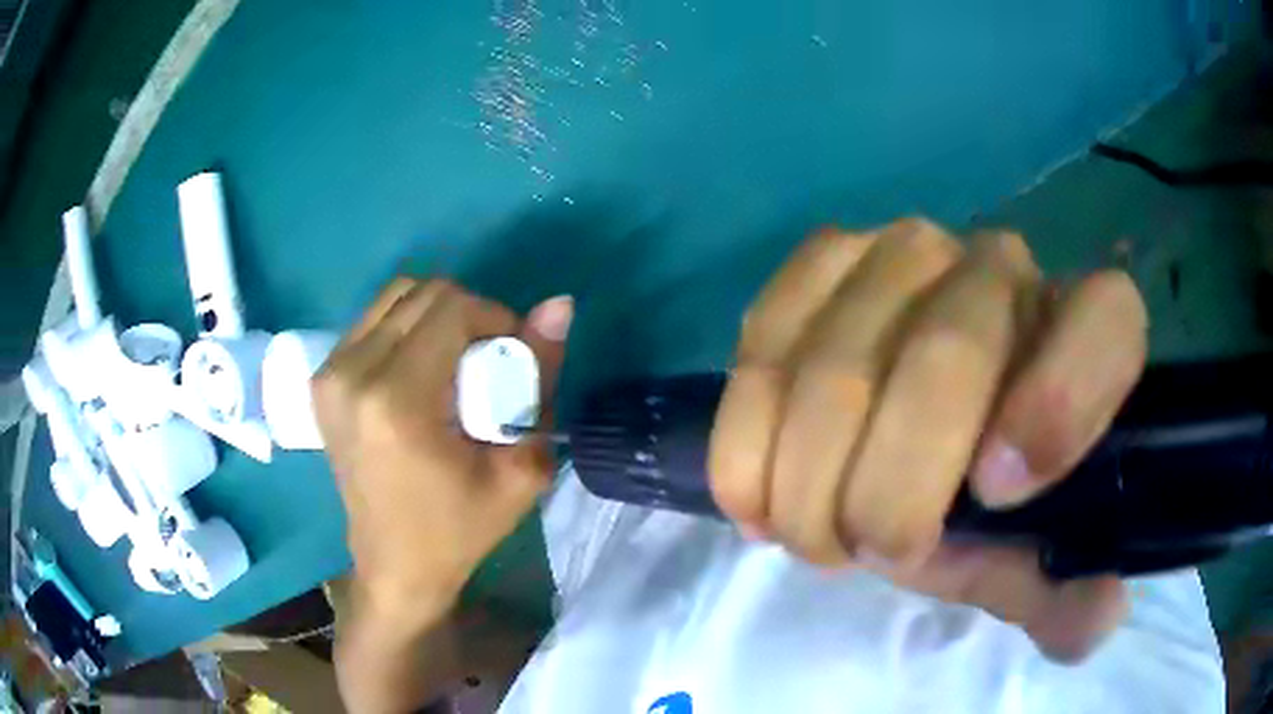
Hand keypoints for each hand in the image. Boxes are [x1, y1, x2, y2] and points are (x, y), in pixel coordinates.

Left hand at [314, 278, 573, 626]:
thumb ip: (540, 378)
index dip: (494, 318)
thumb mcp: (519, 467)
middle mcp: (351, 374)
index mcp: (396, 401)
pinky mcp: (321, 379)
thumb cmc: (460, 528)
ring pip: (395, 299)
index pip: (451, 309)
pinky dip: (406, 329)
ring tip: (453, 367)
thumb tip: (559, 304)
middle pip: (422, 294)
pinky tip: (420, 372)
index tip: (510, 357)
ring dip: (435, 318)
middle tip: (485, 364)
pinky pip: (372, 321)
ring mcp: (329, 374)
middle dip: (467, 315)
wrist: (395, 565)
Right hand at [709, 219, 1145, 660]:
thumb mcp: (1042, 562)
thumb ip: (1074, 594)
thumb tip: (1092, 611)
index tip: (994, 497)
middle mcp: (1003, 266)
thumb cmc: (1002, 499)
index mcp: (1089, 329)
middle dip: (891, 489)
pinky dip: (748, 433)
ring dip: (808, 478)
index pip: (1103, 325)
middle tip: (869, 555)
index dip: (1057, 408)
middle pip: (946, 355)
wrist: (927, 430)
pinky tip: (756, 492)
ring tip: (808, 536)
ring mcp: (904, 250)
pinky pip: (768, 338)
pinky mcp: (822, 262)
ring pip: (839, 359)